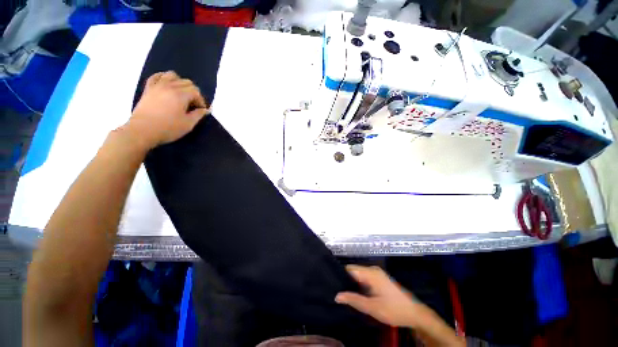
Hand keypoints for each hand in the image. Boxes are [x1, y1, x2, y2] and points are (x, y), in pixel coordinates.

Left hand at [127, 71, 209, 148]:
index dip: (201, 101)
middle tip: (192, 105)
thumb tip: (206, 109)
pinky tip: (167, 85)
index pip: (196, 92)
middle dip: (193, 93)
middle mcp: (170, 86)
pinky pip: (156, 76)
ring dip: (180, 83)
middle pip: (186, 82)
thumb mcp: (188, 124)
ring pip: (172, 75)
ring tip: (180, 94)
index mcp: (181, 95)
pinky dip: (164, 78)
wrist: (142, 130)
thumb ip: (199, 114)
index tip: (201, 111)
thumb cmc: (168, 128)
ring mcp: (157, 85)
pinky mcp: (148, 88)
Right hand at [335, 265, 427, 327]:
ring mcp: (377, 274)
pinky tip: (356, 294)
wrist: (414, 313)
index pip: (349, 269)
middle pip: (354, 271)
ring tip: (343, 294)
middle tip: (337, 291)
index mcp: (370, 273)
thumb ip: (354, 300)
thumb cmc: (393, 310)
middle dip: (345, 280)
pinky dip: (359, 285)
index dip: (340, 275)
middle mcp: (372, 270)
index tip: (332, 284)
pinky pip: (365, 278)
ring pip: (359, 275)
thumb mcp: (372, 307)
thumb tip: (337, 296)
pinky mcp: (380, 279)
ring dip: (352, 284)